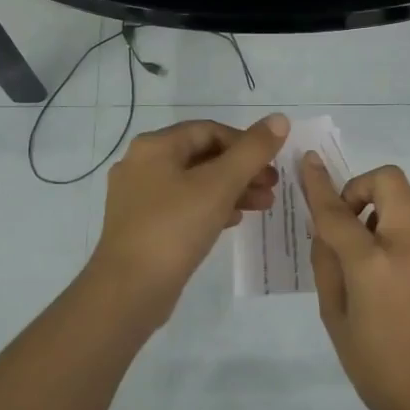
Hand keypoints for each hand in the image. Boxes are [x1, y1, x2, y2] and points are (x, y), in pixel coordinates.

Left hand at [90, 115, 288, 325]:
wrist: (129, 290)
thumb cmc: (174, 228)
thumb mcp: (220, 185)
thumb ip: (252, 151)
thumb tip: (280, 119)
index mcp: (155, 147)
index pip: (209, 130)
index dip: (245, 143)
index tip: (271, 164)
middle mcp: (142, 165)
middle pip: (202, 156)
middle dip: (241, 169)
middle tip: (272, 187)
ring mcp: (139, 197)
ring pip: (194, 183)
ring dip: (232, 190)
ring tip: (263, 206)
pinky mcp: (143, 226)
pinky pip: (183, 206)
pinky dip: (211, 208)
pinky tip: (235, 221)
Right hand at [300, 155, 409, 409]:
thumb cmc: (375, 367)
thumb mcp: (334, 317)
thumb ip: (328, 265)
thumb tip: (327, 232)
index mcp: (372, 264)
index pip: (338, 212)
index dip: (318, 184)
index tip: (309, 160)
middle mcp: (408, 247)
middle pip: (391, 181)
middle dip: (363, 185)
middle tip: (348, 217)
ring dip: (384, 204)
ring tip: (367, 243)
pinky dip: (400, 229)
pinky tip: (390, 270)